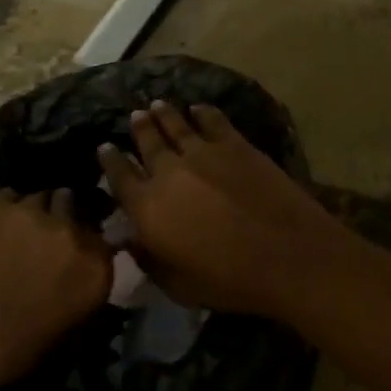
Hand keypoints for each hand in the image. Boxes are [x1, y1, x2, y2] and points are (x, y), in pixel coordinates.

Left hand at [0, 189, 111, 390]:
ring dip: (34, 213)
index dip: (87, 247)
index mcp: (95, 267)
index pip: (105, 243)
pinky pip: (7, 197)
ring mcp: (33, 211)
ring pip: (41, 198)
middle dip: (64, 219)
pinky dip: (2, 211)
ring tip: (15, 231)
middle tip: (45, 239)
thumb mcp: (62, 333)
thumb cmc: (7, 352)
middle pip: (75, 208)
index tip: (74, 257)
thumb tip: (74, 284)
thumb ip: (78, 296)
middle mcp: (72, 230)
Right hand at [97, 102, 351, 320]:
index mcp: (148, 208)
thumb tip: (130, 239)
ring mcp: (203, 152)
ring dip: (164, 114)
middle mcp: (169, 172)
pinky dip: (202, 112)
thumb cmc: (229, 280)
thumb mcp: (177, 284)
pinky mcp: (235, 144)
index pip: (120, 177)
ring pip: (176, 125)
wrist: (285, 254)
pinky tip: (198, 108)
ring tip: (157, 105)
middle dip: (138, 128)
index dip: (110, 161)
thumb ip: (148, 259)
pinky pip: (212, 120)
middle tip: (134, 116)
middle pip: (147, 142)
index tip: (104, 147)